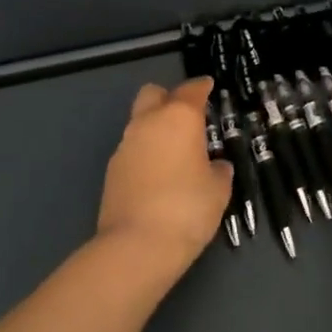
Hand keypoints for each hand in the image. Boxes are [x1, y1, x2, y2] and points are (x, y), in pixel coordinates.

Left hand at [96, 76, 232, 274]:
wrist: (136, 245)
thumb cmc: (187, 209)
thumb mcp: (219, 190)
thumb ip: (219, 170)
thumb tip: (215, 166)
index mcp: (179, 118)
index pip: (191, 91)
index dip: (201, 87)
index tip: (208, 87)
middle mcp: (148, 122)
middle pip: (154, 94)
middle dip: (168, 98)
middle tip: (187, 117)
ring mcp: (126, 145)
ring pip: (140, 121)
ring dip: (155, 128)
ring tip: (175, 152)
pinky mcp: (112, 169)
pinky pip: (132, 148)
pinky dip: (145, 153)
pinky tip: (158, 175)